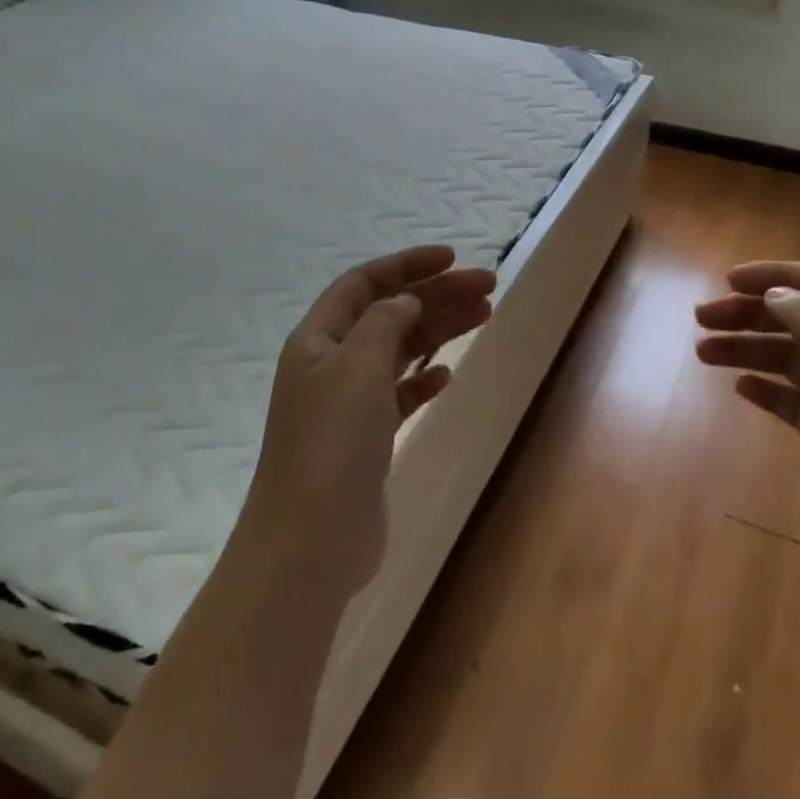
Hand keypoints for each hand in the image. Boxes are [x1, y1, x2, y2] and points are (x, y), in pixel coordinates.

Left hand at [239, 245, 494, 596]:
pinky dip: (424, 378)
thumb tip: (404, 300)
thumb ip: (384, 322)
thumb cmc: (332, 442)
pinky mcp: (366, 438)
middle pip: (389, 313)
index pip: (364, 283)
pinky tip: (447, 374)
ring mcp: (348, 402)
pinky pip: (400, 394)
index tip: (452, 258)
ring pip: (400, 351)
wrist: (311, 540)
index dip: (407, 265)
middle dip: (437, 295)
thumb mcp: (357, 365)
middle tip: (488, 287)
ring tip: (484, 315)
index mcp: (318, 338)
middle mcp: (331, 363)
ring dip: (439, 330)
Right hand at [694, 262, 799, 584]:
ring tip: (704, 353)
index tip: (729, 280)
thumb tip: (778, 294)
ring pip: (792, 361)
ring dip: (749, 350)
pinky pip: (795, 402)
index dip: (779, 275)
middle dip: (752, 314)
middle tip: (701, 319)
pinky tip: (740, 388)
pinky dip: (766, 390)